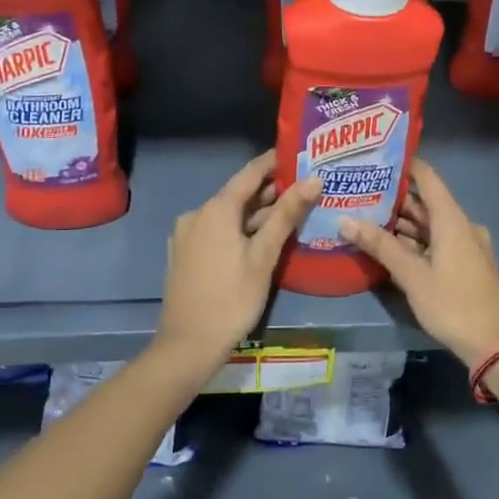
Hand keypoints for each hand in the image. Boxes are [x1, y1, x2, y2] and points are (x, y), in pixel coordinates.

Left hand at [154, 153, 320, 375]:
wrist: (188, 344)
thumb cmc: (232, 298)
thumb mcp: (264, 255)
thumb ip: (287, 214)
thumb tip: (313, 179)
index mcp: (215, 209)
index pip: (250, 173)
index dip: (274, 162)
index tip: (299, 153)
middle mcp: (197, 214)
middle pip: (238, 194)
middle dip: (270, 191)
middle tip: (304, 187)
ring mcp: (188, 235)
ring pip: (229, 215)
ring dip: (257, 213)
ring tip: (291, 212)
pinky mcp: (185, 254)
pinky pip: (217, 231)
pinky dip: (240, 229)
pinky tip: (262, 238)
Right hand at [340, 159, 498, 366]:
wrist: (494, 344)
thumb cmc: (452, 303)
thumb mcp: (412, 275)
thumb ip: (380, 245)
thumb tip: (345, 220)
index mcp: (451, 219)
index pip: (427, 177)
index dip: (404, 165)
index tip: (375, 159)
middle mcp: (461, 225)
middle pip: (425, 203)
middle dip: (393, 199)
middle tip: (359, 193)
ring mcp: (465, 245)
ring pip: (429, 225)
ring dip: (402, 223)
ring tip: (365, 218)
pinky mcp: (465, 263)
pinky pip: (436, 241)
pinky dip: (414, 241)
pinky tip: (389, 246)